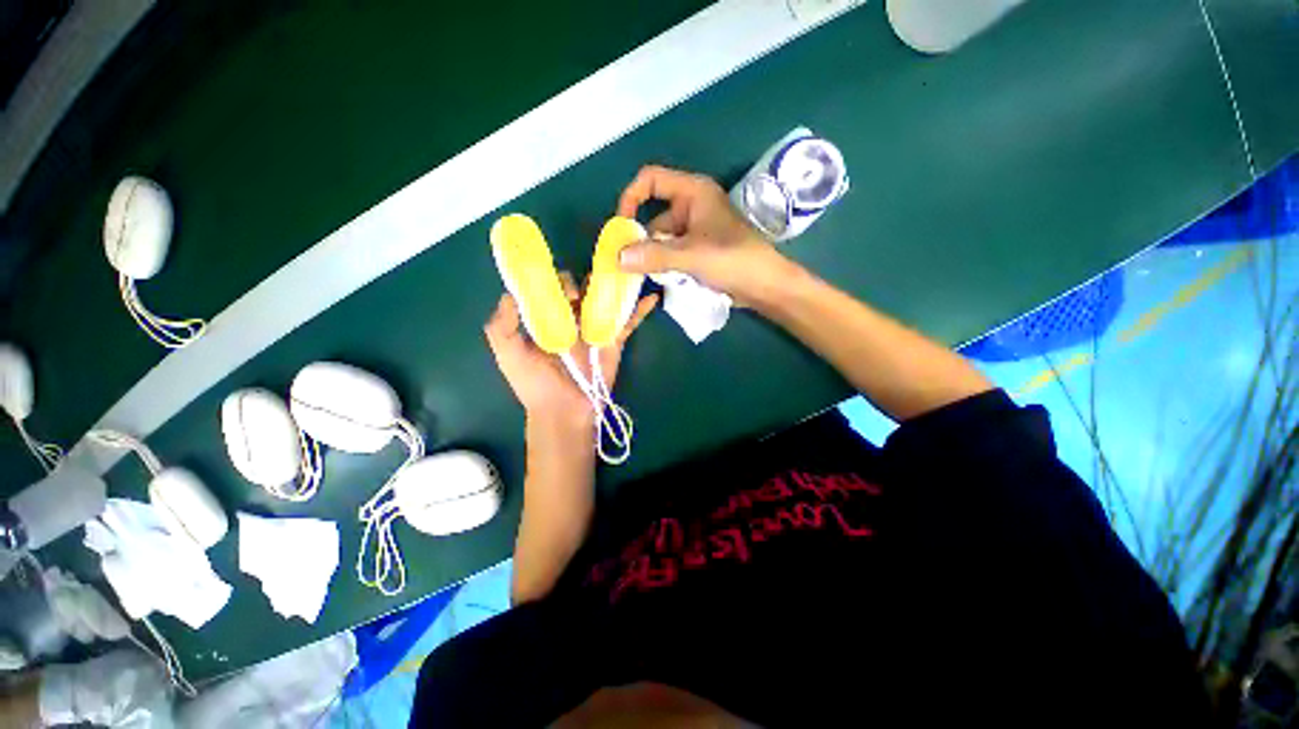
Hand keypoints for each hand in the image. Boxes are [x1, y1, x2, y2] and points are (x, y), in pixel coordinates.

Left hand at [484, 272, 657, 430]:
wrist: (564, 411)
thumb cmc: (534, 384)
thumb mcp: (508, 355)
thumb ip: (501, 326)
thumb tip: (512, 294)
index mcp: (546, 319)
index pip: (548, 288)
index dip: (547, 278)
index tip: (547, 279)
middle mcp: (570, 319)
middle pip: (577, 288)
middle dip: (574, 284)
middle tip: (571, 299)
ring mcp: (594, 327)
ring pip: (603, 298)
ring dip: (609, 284)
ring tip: (610, 276)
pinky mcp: (614, 339)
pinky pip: (628, 321)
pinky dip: (641, 309)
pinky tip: (652, 296)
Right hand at [616, 165, 796, 306]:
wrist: (764, 285)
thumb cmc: (733, 260)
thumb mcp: (691, 256)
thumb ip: (654, 256)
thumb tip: (618, 257)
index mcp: (693, 193)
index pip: (652, 179)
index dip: (631, 197)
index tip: (622, 225)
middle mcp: (692, 206)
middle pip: (654, 214)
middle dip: (640, 238)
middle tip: (626, 262)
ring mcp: (696, 229)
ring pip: (663, 238)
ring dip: (651, 255)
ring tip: (640, 275)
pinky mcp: (699, 249)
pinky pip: (673, 251)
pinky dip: (663, 263)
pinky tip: (656, 279)